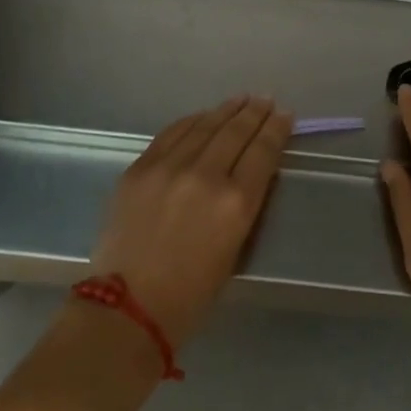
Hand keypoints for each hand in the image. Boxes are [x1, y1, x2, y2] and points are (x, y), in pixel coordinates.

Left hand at [89, 96, 292, 349]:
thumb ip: (242, 206)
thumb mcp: (234, 251)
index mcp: (236, 203)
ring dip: (225, 110)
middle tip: (265, 100)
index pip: (263, 152)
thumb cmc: (189, 296)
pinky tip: (202, 116)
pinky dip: (192, 121)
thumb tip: (248, 174)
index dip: (276, 129)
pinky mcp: (141, 167)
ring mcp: (169, 167)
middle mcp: (206, 175)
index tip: (285, 115)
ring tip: (240, 100)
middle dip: (254, 113)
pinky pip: (172, 133)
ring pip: (204, 126)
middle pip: (236, 132)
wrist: (125, 310)